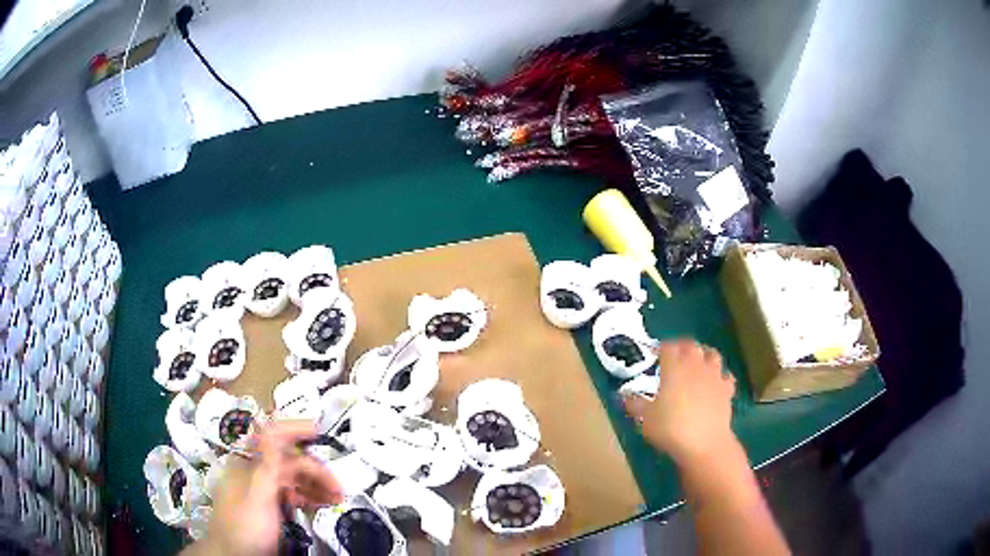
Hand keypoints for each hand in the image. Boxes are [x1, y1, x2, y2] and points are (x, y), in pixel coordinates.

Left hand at [196, 420, 342, 555]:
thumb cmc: (244, 527)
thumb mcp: (257, 496)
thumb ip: (266, 464)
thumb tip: (269, 423)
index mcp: (248, 462)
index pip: (271, 435)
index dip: (294, 428)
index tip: (320, 428)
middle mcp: (255, 471)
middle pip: (288, 460)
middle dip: (315, 469)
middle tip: (338, 489)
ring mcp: (262, 489)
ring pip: (292, 477)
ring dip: (316, 484)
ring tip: (336, 500)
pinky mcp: (269, 506)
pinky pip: (292, 494)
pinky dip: (308, 496)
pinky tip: (321, 505)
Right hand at [622, 340, 736, 464]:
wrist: (704, 443)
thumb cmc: (670, 428)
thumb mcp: (645, 418)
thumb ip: (634, 404)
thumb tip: (624, 395)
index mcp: (674, 367)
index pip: (667, 347)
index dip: (660, 348)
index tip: (654, 355)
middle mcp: (695, 365)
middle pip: (691, 345)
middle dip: (682, 347)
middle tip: (674, 356)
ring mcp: (714, 376)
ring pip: (712, 355)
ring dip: (704, 355)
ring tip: (697, 363)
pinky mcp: (727, 389)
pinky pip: (725, 376)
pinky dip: (720, 376)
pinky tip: (715, 384)